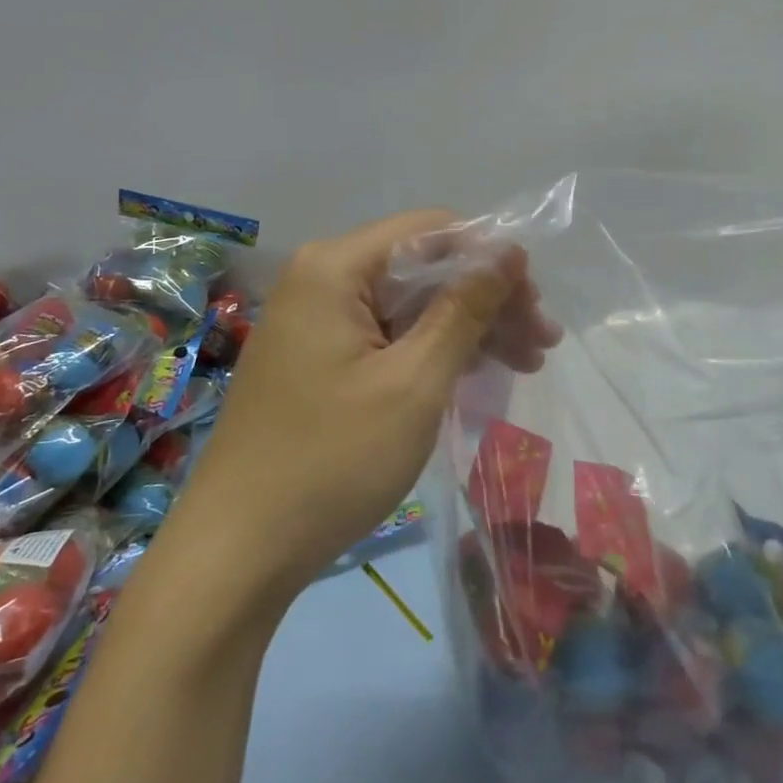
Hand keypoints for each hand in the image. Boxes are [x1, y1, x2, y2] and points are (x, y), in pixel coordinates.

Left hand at [174, 211, 557, 604]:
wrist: (240, 551)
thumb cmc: (333, 461)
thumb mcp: (415, 381)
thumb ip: (465, 307)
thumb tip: (509, 250)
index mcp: (336, 268)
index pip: (433, 231)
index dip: (492, 257)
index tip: (537, 303)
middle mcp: (322, 279)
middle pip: (425, 267)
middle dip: (488, 300)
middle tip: (542, 343)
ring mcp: (318, 320)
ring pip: (413, 304)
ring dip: (470, 328)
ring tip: (526, 363)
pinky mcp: (321, 357)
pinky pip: (391, 335)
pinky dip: (435, 351)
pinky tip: (477, 375)